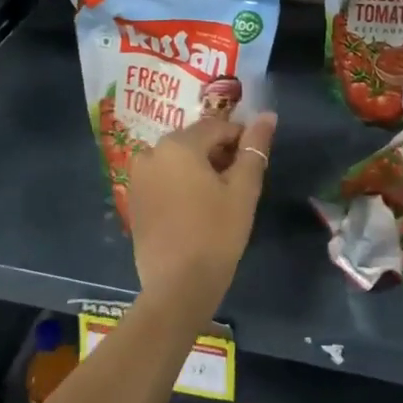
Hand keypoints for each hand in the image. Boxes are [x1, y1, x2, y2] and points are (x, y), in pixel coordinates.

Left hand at [127, 113, 276, 315]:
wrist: (178, 287)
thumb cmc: (216, 233)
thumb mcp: (243, 189)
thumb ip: (255, 148)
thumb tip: (267, 116)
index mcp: (178, 144)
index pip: (218, 127)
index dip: (241, 140)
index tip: (255, 162)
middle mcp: (152, 152)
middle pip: (195, 141)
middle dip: (219, 154)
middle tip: (239, 182)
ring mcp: (138, 176)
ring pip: (178, 160)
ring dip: (200, 169)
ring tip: (219, 197)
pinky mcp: (134, 199)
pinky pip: (163, 179)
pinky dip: (181, 184)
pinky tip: (196, 209)